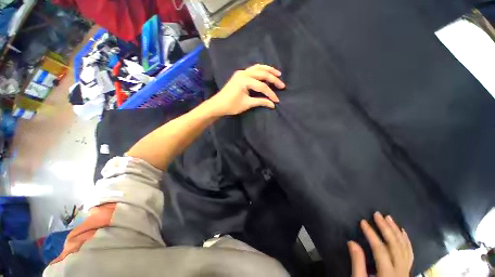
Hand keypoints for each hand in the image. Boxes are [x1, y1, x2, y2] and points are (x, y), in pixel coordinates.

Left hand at [207, 64, 284, 115]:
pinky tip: (266, 73)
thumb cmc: (231, 105)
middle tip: (282, 85)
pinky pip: (253, 69)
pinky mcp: (240, 74)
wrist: (218, 104)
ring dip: (269, 70)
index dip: (270, 94)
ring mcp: (241, 72)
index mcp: (244, 80)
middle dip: (273, 79)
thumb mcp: (247, 104)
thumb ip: (260, 102)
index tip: (276, 101)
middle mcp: (244, 73)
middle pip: (262, 73)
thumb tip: (272, 104)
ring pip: (258, 68)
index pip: (262, 86)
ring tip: (278, 74)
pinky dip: (261, 70)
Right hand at [348, 212, 413, 276]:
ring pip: (404, 247)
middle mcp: (401, 270)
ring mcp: (407, 270)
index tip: (363, 221)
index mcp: (388, 274)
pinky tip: (402, 232)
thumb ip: (357, 263)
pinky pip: (410, 253)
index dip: (371, 234)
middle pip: (395, 245)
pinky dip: (407, 241)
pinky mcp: (408, 270)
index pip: (380, 249)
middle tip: (377, 214)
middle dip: (386, 228)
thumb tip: (352, 242)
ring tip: (389, 218)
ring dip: (397, 231)